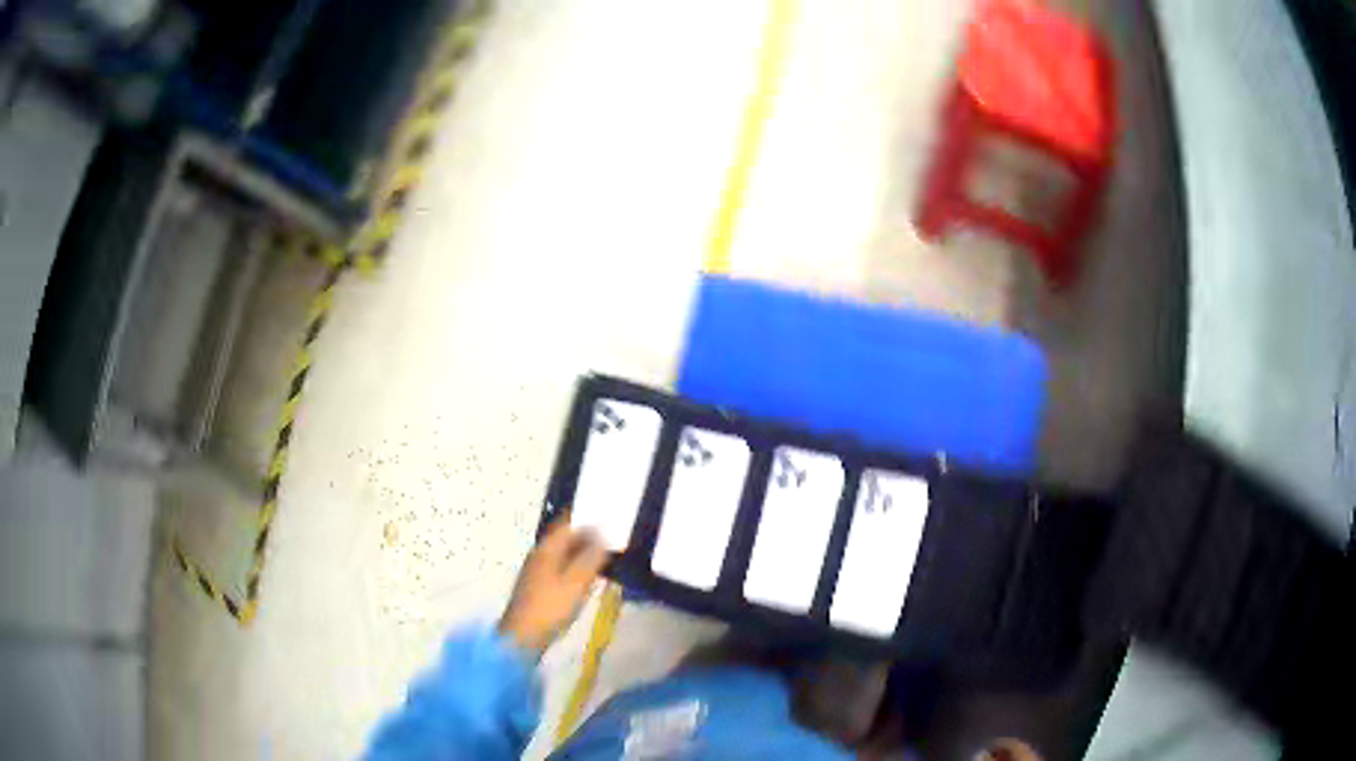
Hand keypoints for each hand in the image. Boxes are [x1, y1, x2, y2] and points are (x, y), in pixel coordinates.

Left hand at [498, 515, 607, 654]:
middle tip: (611, 533)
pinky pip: (561, 567)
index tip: (607, 513)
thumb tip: (603, 535)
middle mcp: (539, 555)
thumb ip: (591, 557)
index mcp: (546, 549)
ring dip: (582, 551)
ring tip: (605, 553)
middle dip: (586, 533)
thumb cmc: (551, 607)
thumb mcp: (577, 581)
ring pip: (562, 553)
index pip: (567, 523)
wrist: (523, 637)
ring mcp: (537, 572)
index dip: (586, 517)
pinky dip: (576, 566)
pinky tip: (589, 575)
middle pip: (564, 537)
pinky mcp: (538, 588)